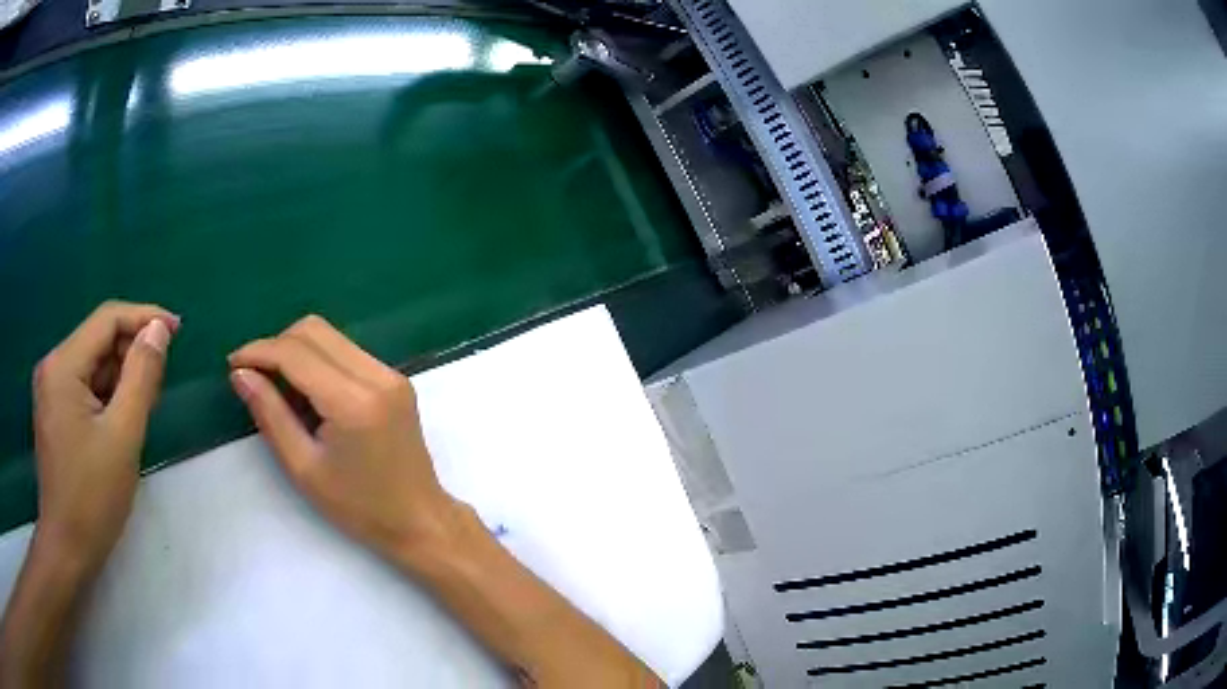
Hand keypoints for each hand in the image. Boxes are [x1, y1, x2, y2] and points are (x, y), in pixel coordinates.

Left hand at [32, 301, 177, 569]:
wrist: (67, 548)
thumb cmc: (92, 498)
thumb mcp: (123, 437)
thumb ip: (141, 376)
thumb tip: (159, 330)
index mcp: (63, 365)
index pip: (107, 320)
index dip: (144, 318)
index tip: (178, 330)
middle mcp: (52, 367)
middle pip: (98, 341)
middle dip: (131, 353)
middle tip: (162, 381)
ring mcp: (50, 390)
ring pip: (92, 366)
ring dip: (120, 378)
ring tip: (145, 406)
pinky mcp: (53, 412)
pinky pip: (84, 388)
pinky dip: (106, 396)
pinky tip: (121, 421)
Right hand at [228, 315, 453, 560]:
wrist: (420, 520)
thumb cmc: (359, 508)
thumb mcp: (304, 468)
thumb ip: (270, 414)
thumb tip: (240, 373)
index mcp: (354, 401)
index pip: (296, 353)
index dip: (259, 351)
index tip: (232, 364)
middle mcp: (376, 375)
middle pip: (314, 331)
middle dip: (276, 345)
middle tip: (253, 376)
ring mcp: (391, 374)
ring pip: (331, 336)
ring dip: (297, 350)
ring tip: (277, 387)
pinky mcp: (395, 379)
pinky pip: (347, 351)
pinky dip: (319, 359)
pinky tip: (307, 392)